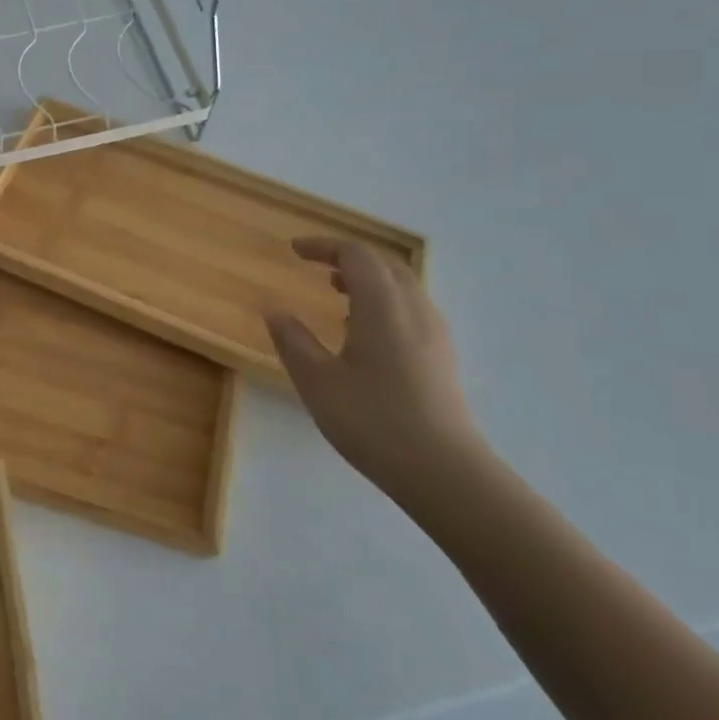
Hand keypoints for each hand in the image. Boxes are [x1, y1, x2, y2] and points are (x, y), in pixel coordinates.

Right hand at [265, 239, 485, 499]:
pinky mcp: (443, 357)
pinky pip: (412, 309)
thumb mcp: (317, 381)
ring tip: (337, 294)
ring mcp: (435, 333)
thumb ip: (293, 340)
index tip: (294, 251)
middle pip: (385, 264)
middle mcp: (414, 309)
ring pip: (402, 286)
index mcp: (382, 305)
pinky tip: (365, 332)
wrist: (444, 473)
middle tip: (317, 266)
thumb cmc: (373, 421)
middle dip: (349, 258)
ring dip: (368, 279)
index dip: (323, 246)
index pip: (355, 255)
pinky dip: (384, 301)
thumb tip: (274, 310)